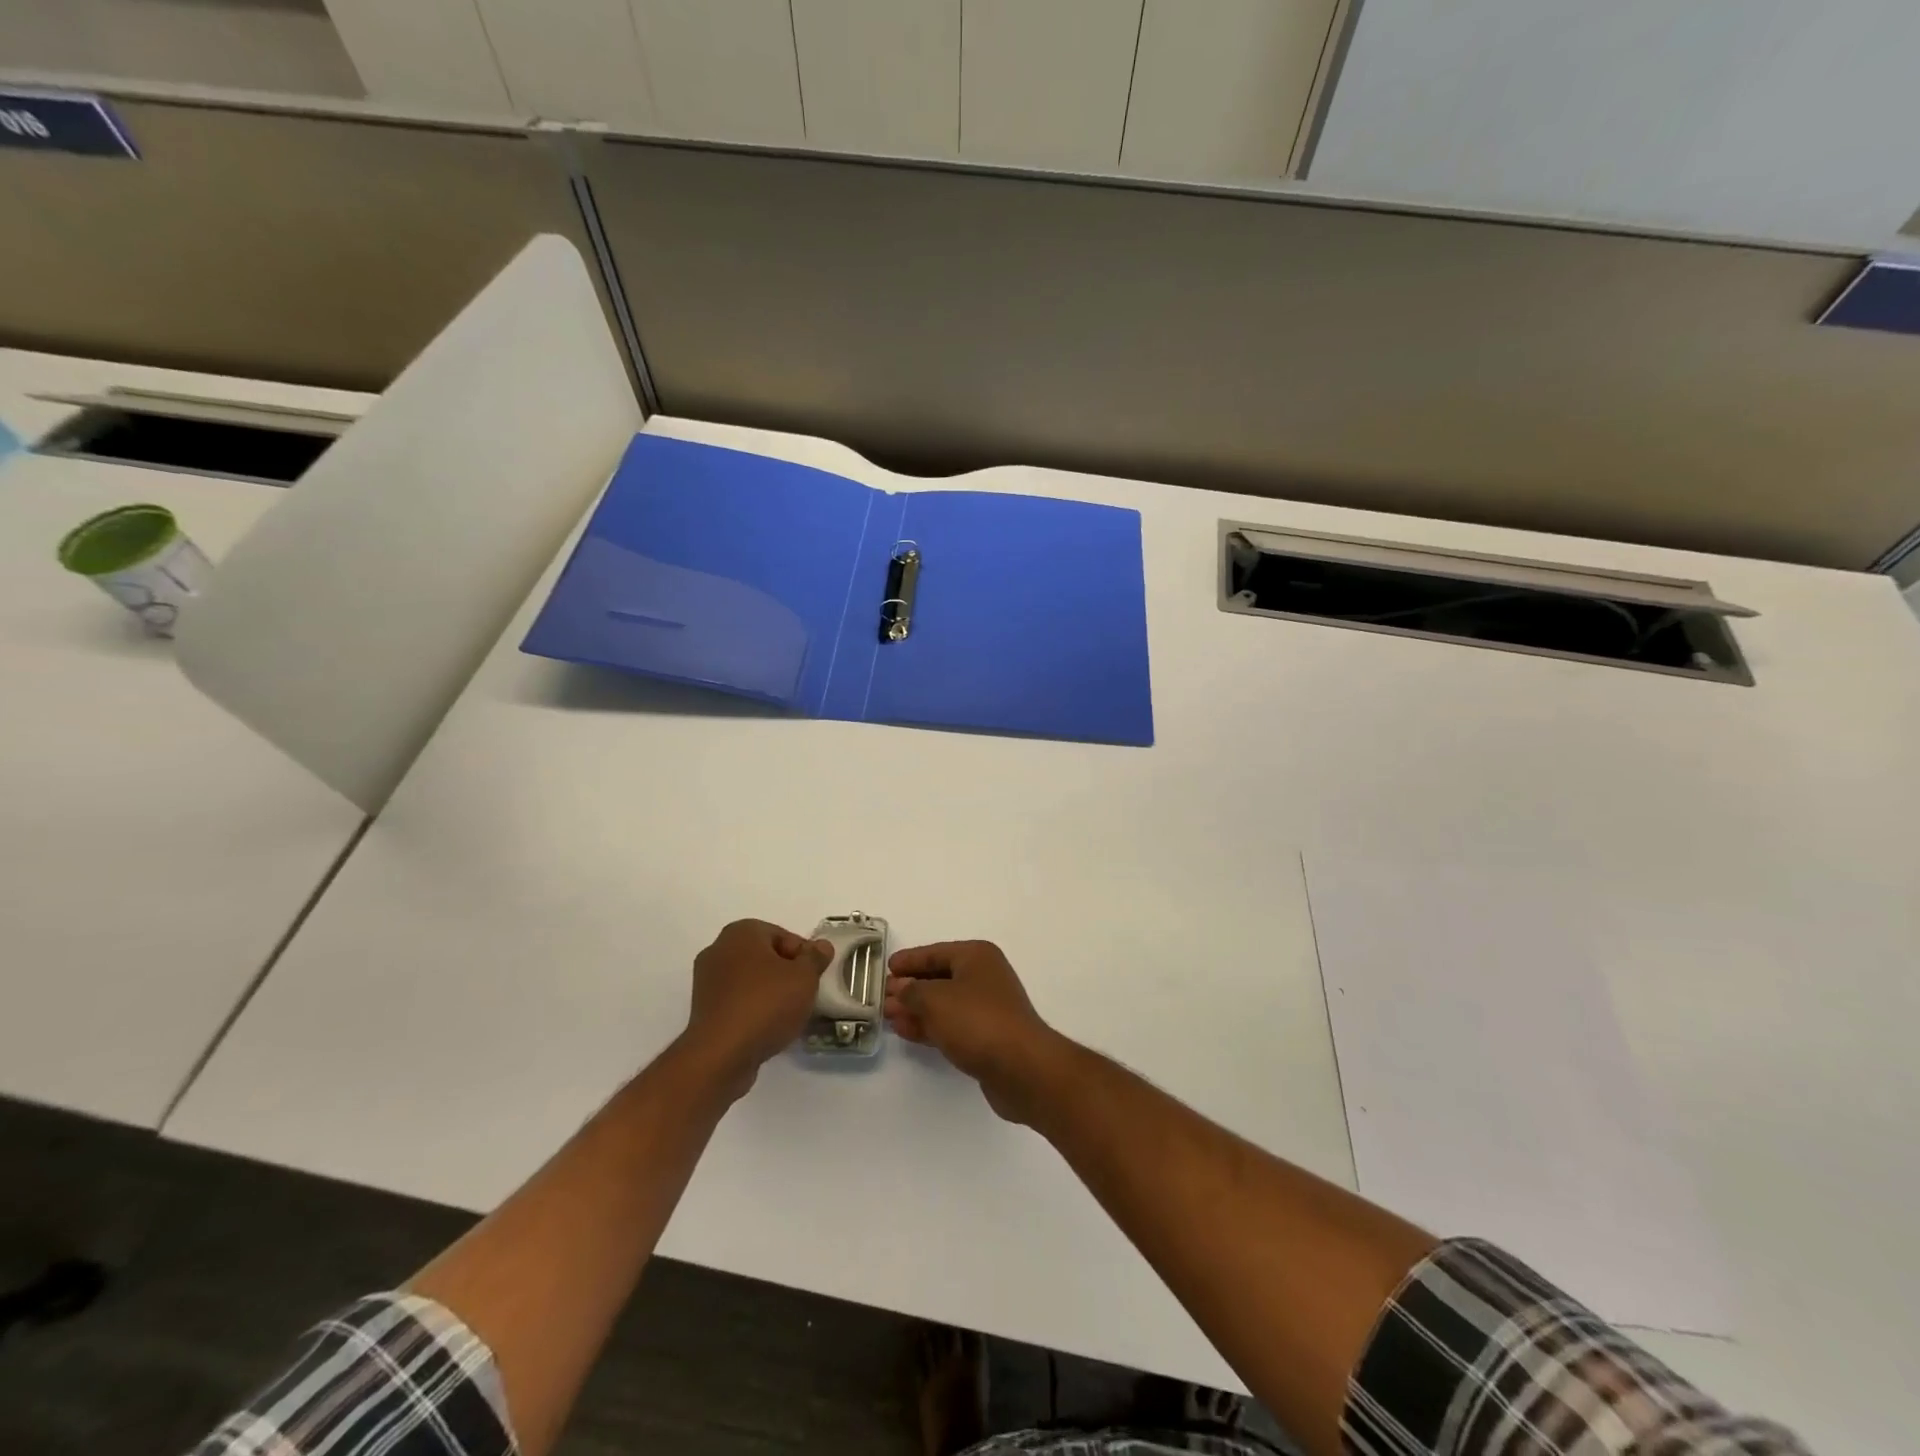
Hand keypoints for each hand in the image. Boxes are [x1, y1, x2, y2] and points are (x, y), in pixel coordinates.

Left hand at [684, 920, 830, 1097]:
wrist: (721, 1055)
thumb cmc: (766, 1004)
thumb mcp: (804, 977)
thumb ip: (815, 958)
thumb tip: (821, 946)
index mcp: (741, 932)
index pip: (783, 936)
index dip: (804, 956)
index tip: (814, 977)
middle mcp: (718, 949)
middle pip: (764, 957)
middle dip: (785, 973)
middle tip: (804, 994)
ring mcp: (706, 980)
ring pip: (750, 980)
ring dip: (769, 993)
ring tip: (787, 1015)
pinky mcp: (702, 1010)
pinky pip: (736, 1001)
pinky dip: (752, 1009)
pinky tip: (766, 1028)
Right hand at [885, 941, 1066, 1123]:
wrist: (1021, 1067)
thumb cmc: (977, 1021)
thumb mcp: (935, 1000)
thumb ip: (912, 991)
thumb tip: (900, 987)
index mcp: (976, 956)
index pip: (935, 952)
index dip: (909, 960)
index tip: (886, 968)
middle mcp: (984, 977)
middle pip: (939, 977)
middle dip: (910, 987)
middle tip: (881, 997)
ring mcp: (987, 1008)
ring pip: (943, 1003)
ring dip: (916, 1009)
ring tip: (888, 1016)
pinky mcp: (986, 1037)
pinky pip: (951, 1025)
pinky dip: (929, 1026)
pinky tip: (907, 1031)